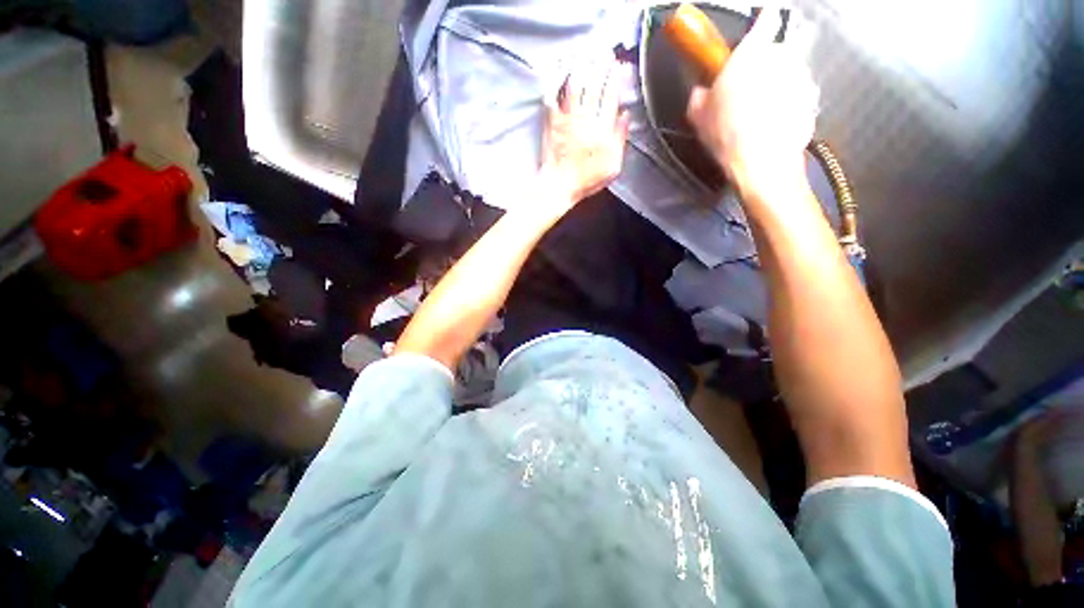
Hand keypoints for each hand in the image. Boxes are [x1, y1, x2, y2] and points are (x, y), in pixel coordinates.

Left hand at [541, 59, 630, 206]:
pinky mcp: (552, 122)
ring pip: (574, 86)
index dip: (615, 79)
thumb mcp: (612, 166)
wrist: (560, 185)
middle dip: (601, 68)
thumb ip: (620, 140)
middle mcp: (585, 119)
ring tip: (585, 57)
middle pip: (594, 87)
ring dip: (581, 69)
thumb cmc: (586, 179)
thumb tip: (625, 116)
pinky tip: (558, 72)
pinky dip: (555, 82)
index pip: (611, 97)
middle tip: (605, 54)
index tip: (618, 66)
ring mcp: (567, 119)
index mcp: (602, 129)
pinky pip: (553, 97)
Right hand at [686, 6, 817, 194]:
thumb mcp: (698, 117)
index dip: (761, 21)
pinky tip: (773, 124)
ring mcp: (801, 77)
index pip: (764, 19)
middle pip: (775, 51)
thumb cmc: (728, 134)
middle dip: (764, 67)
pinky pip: (798, 95)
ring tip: (759, 114)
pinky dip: (788, 104)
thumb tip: (701, 92)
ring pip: (789, 73)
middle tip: (748, 92)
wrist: (762, 162)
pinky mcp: (812, 98)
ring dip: (777, 86)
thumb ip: (700, 95)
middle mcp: (781, 57)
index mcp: (751, 53)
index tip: (760, 24)